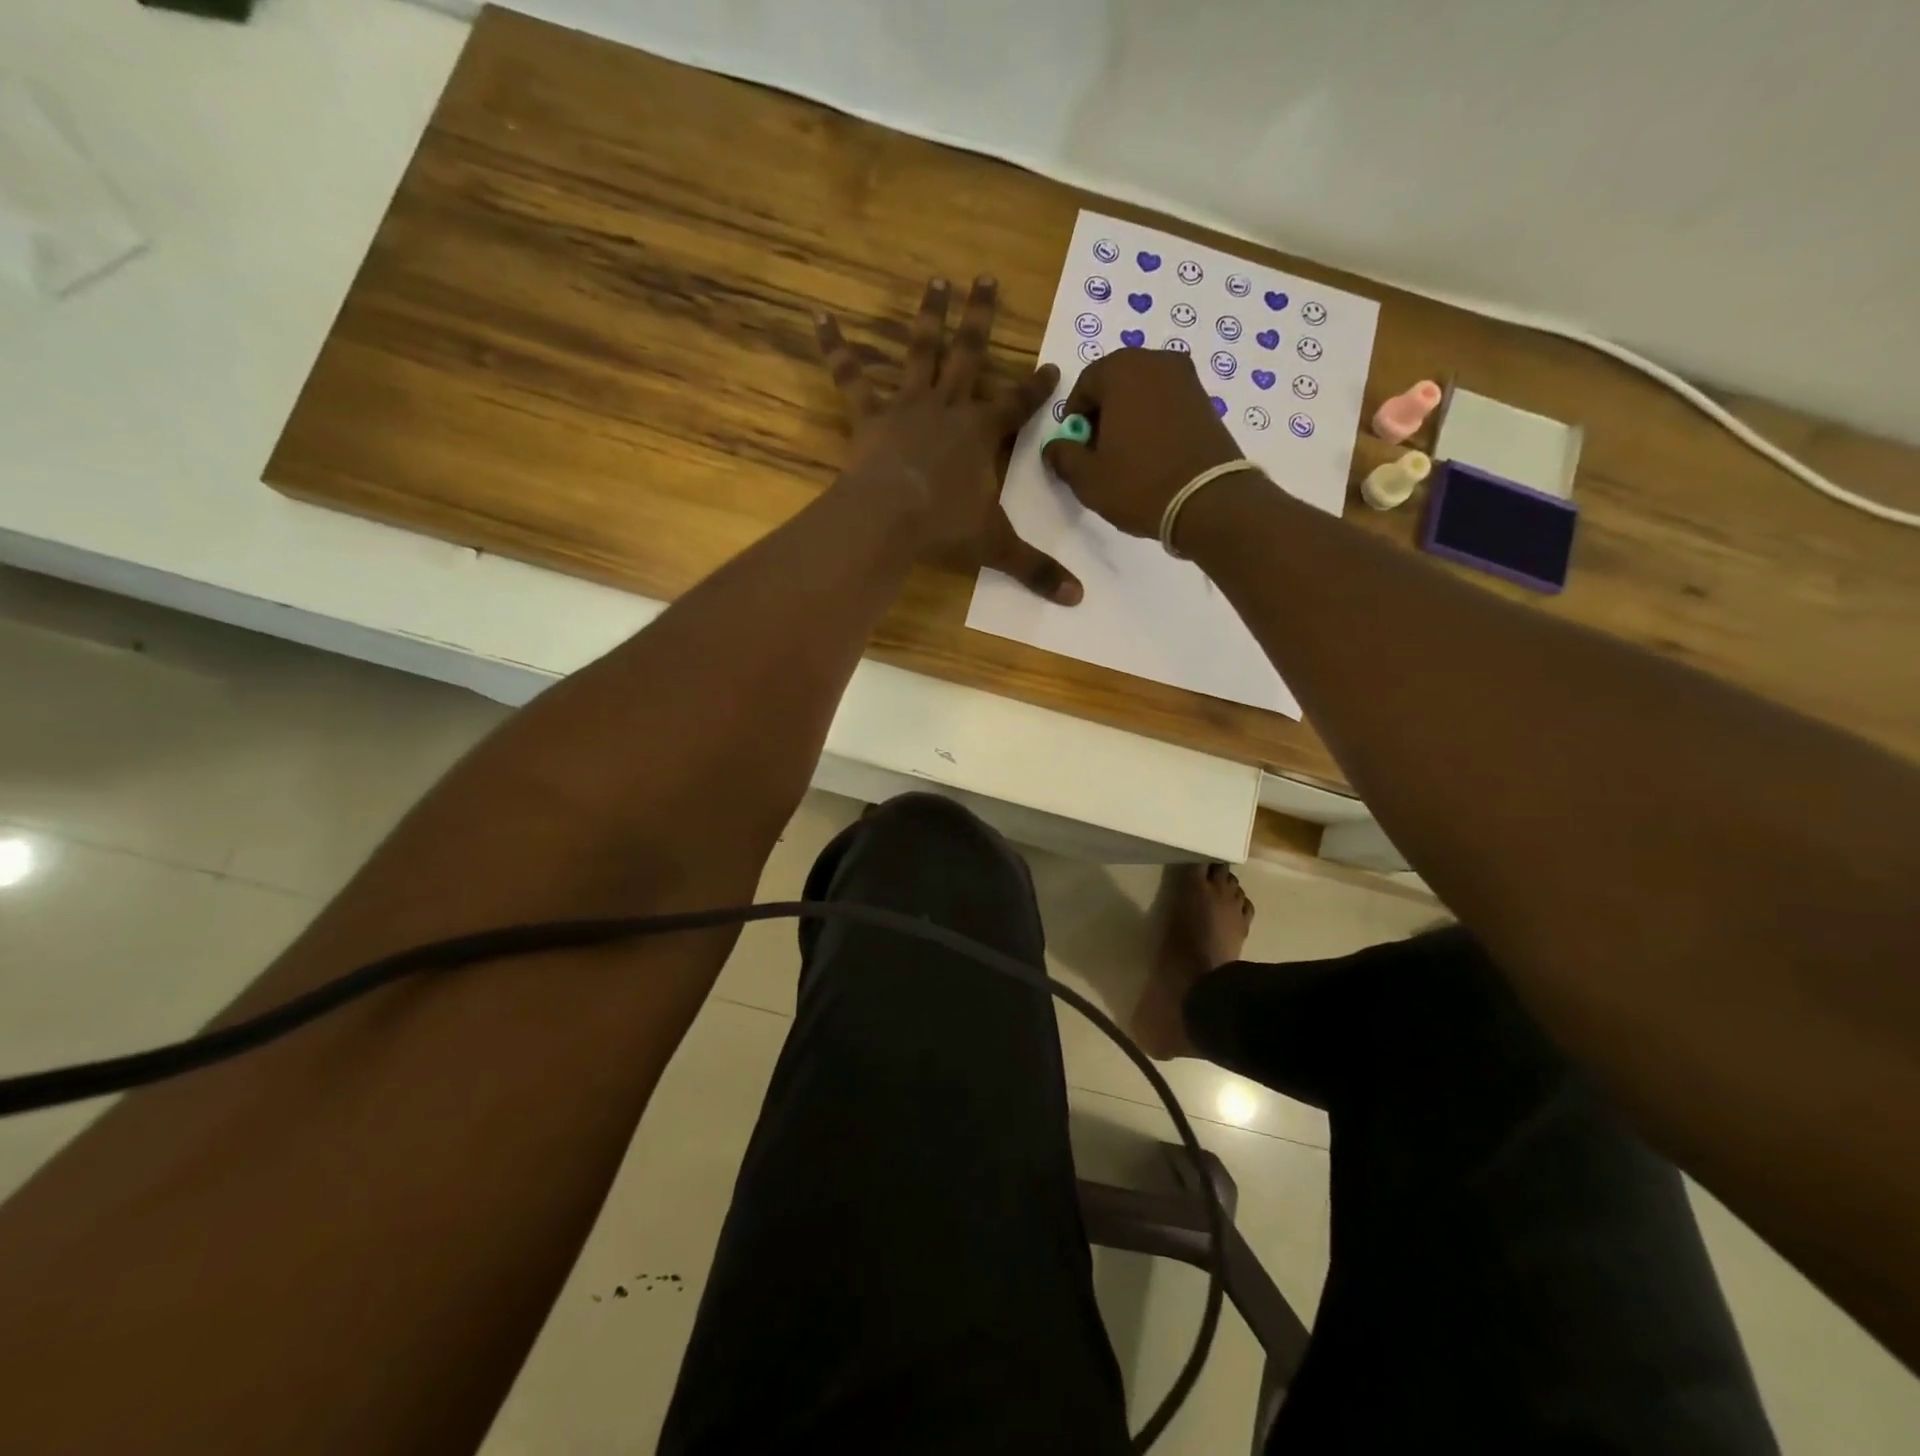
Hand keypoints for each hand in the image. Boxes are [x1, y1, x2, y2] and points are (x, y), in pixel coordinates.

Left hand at [816, 277, 1082, 604]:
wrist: (891, 519)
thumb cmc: (945, 528)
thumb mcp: (996, 547)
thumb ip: (1036, 569)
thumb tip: (1078, 598)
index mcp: (982, 433)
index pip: (1018, 405)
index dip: (1036, 388)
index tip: (1053, 363)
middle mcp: (948, 408)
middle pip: (970, 355)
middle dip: (981, 317)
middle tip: (986, 276)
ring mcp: (908, 406)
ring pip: (921, 351)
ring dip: (929, 315)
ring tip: (935, 279)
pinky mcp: (870, 415)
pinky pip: (851, 375)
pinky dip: (836, 347)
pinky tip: (819, 316)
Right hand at [1040, 349, 1245, 540]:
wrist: (1208, 500)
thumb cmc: (1138, 483)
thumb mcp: (1086, 477)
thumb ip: (1062, 456)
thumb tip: (1055, 448)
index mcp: (1123, 369)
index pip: (1085, 384)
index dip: (1074, 418)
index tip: (1074, 448)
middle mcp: (1157, 361)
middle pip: (1116, 384)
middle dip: (1102, 415)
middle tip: (1098, 454)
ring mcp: (1187, 379)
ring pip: (1142, 394)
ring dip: (1128, 419)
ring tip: (1125, 459)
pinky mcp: (1206, 401)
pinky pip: (1166, 405)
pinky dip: (1153, 424)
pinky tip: (1151, 457)